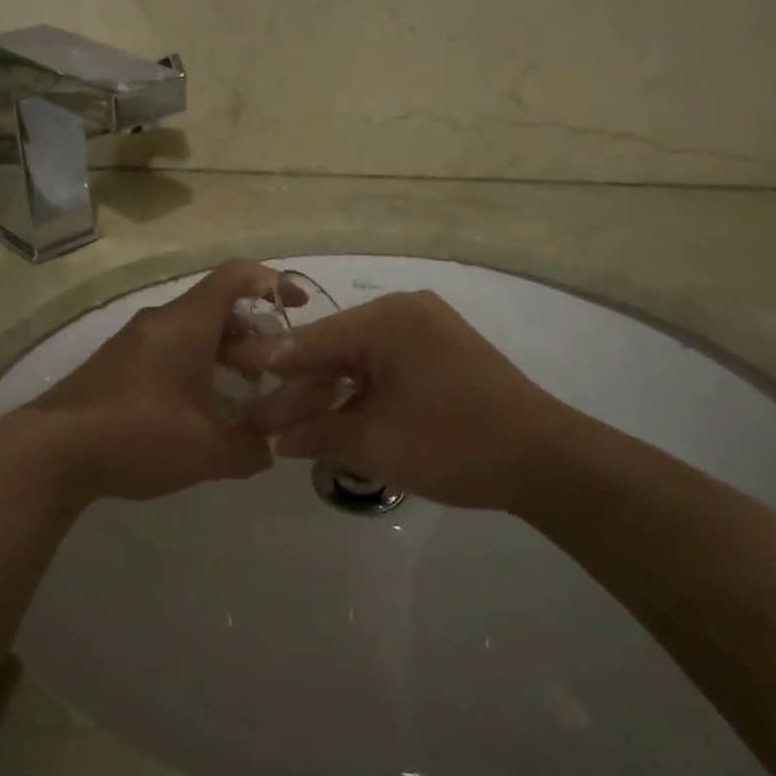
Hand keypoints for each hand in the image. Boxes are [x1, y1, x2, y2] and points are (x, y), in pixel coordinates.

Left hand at [24, 261, 302, 504]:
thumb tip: (266, 451)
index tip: (298, 306)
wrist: (51, 451)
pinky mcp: (114, 364)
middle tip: (272, 371)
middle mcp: (160, 321)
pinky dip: (192, 367)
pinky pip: (166, 350)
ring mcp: (132, 341)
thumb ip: (248, 450)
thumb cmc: (139, 435)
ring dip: (221, 355)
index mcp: (186, 324)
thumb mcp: (207, 451)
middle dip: (252, 334)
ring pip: (190, 331)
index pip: (236, 276)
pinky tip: (196, 412)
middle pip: (216, 307)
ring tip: (239, 397)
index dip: (273, 282)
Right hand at [243, 291, 571, 511]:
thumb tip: (276, 440)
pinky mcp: (438, 353)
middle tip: (259, 421)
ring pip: (357, 361)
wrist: (546, 461)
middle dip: (298, 388)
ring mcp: (424, 332)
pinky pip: (383, 367)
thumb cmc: (455, 445)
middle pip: (333, 349)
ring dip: (327, 395)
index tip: (228, 371)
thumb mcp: (376, 443)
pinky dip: (358, 394)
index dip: (269, 362)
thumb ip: (317, 433)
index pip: (312, 340)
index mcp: (389, 319)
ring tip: (289, 430)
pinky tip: (331, 421)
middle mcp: (404, 313)